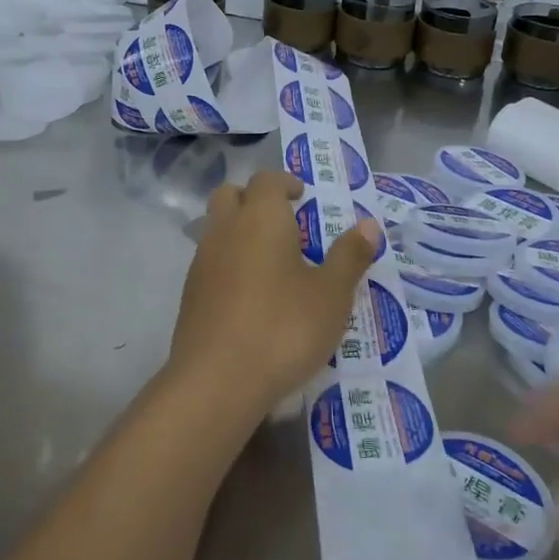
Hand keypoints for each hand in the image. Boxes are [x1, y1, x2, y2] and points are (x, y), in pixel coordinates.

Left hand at [171, 171, 379, 422]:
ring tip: (271, 263)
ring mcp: (202, 261)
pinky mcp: (189, 293)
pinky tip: (249, 296)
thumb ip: (349, 256)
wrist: (217, 380)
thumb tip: (369, 225)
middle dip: (254, 199)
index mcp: (260, 218)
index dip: (284, 182)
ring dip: (239, 232)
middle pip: (231, 195)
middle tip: (284, 223)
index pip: (266, 179)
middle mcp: (225, 229)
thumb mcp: (331, 295)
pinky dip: (228, 263)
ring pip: (217, 228)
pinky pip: (210, 262)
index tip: (302, 196)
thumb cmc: (283, 328)